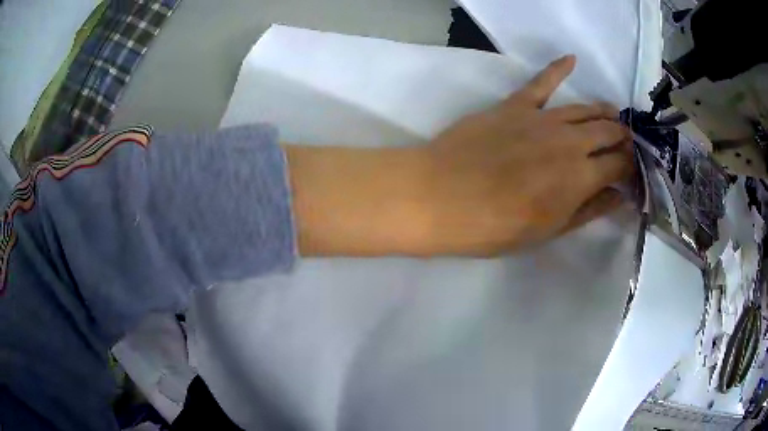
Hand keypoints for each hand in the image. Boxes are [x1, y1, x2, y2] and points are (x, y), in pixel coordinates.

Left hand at [421, 55, 633, 254]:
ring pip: (584, 108)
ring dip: (603, 111)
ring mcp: (542, 118)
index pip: (620, 164)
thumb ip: (588, 210)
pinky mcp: (515, 105)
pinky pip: (541, 82)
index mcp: (581, 177)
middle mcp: (570, 141)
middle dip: (623, 138)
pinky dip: (557, 68)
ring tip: (613, 115)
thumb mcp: (549, 231)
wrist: (441, 197)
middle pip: (608, 131)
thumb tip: (619, 195)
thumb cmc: (495, 226)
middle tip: (627, 144)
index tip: (633, 172)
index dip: (631, 168)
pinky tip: (571, 58)